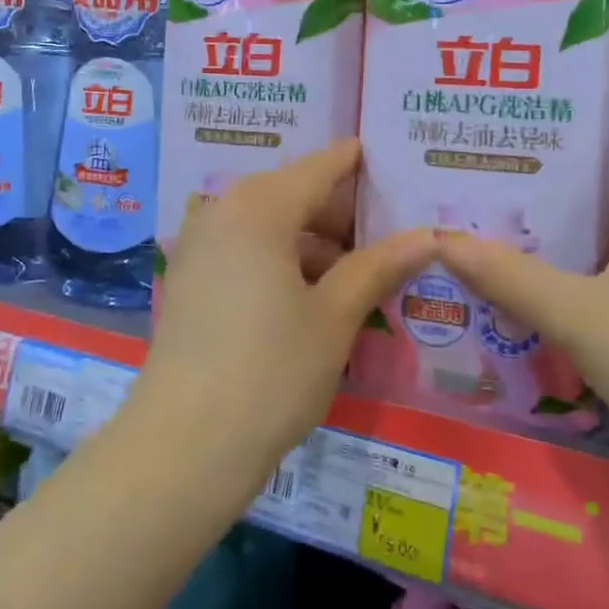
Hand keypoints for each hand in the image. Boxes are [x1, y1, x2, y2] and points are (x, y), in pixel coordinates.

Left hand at [134, 140, 436, 480]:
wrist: (182, 448)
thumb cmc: (270, 372)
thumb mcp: (334, 317)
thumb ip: (378, 267)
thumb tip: (427, 236)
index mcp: (258, 208)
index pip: (319, 168)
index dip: (356, 163)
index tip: (390, 161)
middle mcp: (222, 213)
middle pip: (292, 194)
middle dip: (340, 212)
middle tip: (388, 233)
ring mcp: (199, 247)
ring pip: (269, 225)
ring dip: (313, 243)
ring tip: (360, 273)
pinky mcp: (189, 282)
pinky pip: (246, 251)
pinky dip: (282, 261)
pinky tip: (314, 296)